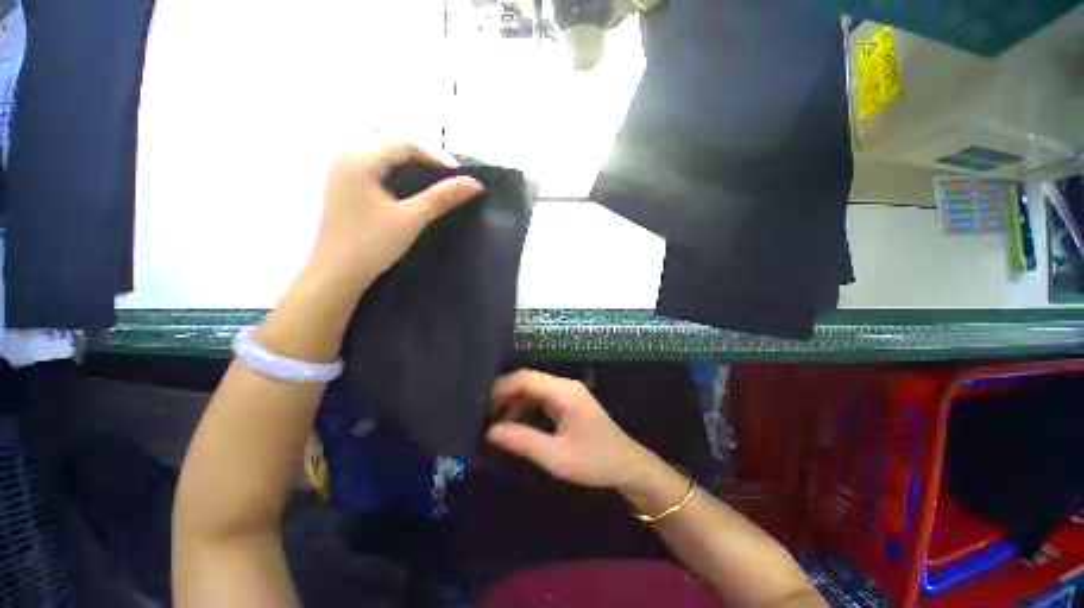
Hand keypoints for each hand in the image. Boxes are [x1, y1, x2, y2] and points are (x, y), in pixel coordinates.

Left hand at [301, 142, 483, 300]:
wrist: (336, 274)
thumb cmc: (371, 244)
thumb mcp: (411, 219)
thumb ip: (442, 197)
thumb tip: (475, 183)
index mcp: (360, 159)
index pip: (405, 143)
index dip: (436, 156)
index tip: (460, 176)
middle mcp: (347, 157)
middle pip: (393, 145)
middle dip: (425, 158)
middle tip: (450, 179)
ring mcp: (343, 171)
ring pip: (385, 156)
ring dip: (412, 166)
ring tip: (436, 183)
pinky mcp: (344, 186)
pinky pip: (376, 168)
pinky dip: (398, 174)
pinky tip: (411, 190)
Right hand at [487, 370, 654, 488]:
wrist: (627, 465)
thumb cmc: (594, 461)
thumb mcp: (556, 456)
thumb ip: (522, 441)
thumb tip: (491, 431)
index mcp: (564, 392)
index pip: (526, 378)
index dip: (503, 388)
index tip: (482, 405)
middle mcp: (565, 386)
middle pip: (529, 380)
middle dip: (506, 394)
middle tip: (485, 414)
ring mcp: (568, 393)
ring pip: (534, 389)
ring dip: (515, 402)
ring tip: (496, 422)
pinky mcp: (568, 402)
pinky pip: (542, 398)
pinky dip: (527, 408)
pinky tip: (516, 423)